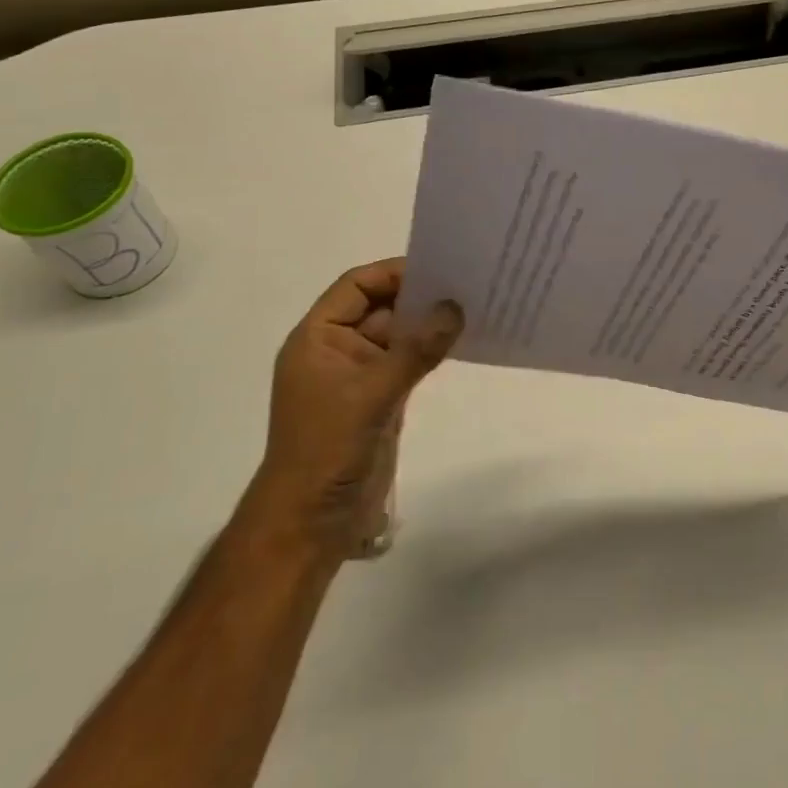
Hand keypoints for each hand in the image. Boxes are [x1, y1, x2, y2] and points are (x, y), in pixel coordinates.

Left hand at [248, 258, 461, 560]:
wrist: (313, 521)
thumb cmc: (327, 448)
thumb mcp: (372, 393)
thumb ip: (415, 349)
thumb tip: (455, 308)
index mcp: (318, 338)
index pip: (356, 286)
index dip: (394, 273)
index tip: (439, 267)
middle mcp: (337, 350)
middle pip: (380, 307)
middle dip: (419, 296)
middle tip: (468, 282)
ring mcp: (360, 376)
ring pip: (399, 336)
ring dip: (430, 324)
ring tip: (474, 307)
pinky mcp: (380, 399)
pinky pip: (409, 362)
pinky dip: (431, 351)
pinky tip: (464, 342)